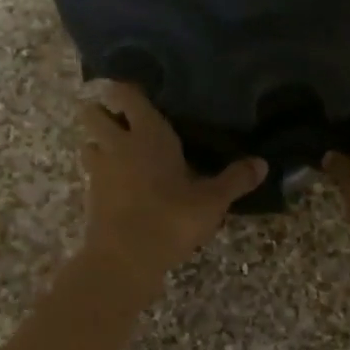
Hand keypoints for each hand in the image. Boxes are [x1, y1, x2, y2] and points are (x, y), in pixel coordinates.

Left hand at [79, 82, 266, 281]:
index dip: (126, 90)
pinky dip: (101, 174)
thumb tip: (262, 163)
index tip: (138, 92)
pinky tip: (119, 186)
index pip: (126, 94)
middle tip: (123, 121)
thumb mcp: (211, 201)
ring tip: (119, 154)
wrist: (124, 259)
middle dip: (102, 113)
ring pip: (88, 143)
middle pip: (93, 113)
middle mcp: (117, 143)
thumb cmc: (171, 218)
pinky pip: (91, 173)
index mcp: (148, 133)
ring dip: (98, 144)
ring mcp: (99, 169)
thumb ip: (235, 180)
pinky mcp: (90, 195)